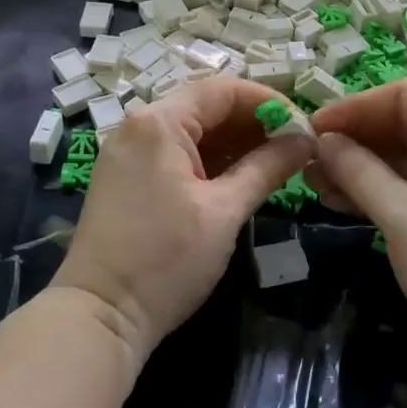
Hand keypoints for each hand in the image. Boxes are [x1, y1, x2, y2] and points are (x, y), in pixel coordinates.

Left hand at [54, 77, 313, 365]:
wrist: (100, 317)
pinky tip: (240, 177)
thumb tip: (307, 142)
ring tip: (276, 163)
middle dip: (253, 123)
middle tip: (295, 147)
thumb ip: (267, 168)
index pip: (223, 90)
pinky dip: (209, 160)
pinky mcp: (127, 177)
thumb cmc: (165, 260)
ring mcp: (128, 152)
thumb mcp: (224, 212)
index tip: (304, 127)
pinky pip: (175, 153)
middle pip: (206, 107)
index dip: (268, 103)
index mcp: (159, 122)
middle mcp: (139, 126)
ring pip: (191, 131)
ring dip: (234, 143)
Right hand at [307, 79, 406, 396]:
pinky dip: (379, 189)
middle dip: (355, 140)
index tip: (312, 128)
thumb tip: (320, 140)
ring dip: (361, 166)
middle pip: (404, 124)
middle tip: (307, 160)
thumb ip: (357, 170)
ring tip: (314, 182)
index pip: (405, 96)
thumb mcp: (402, 217)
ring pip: (406, 156)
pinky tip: (340, 200)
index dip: (355, 108)